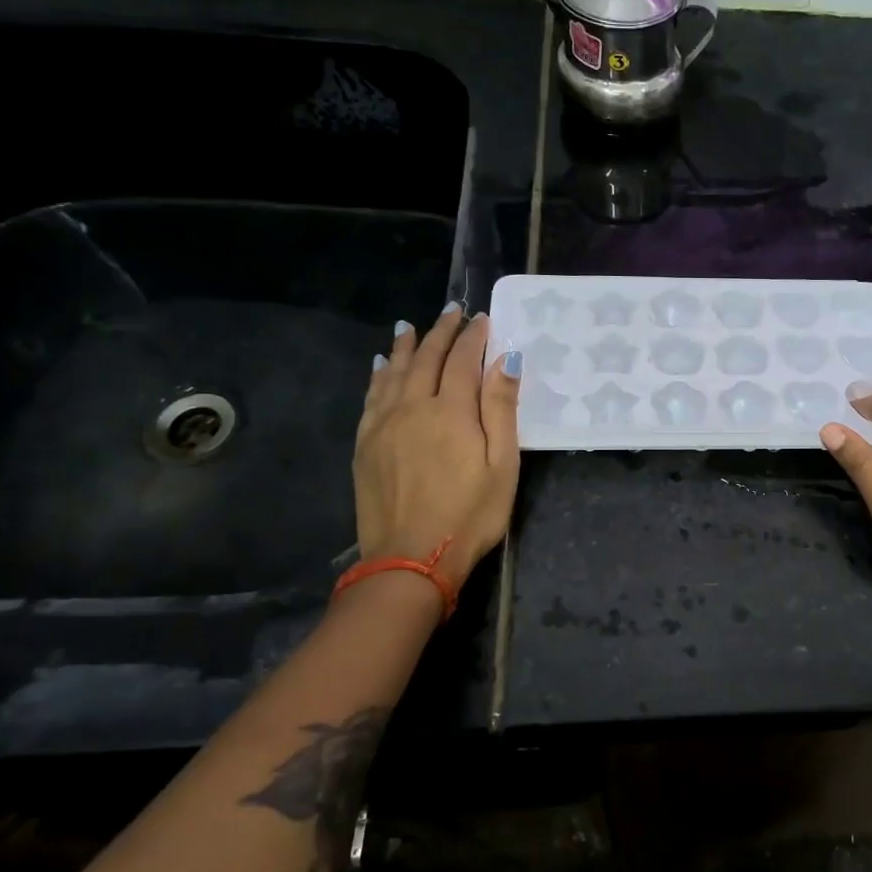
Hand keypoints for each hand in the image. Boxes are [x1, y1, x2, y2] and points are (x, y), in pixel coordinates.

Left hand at [353, 305, 521, 591]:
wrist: (409, 559)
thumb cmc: (470, 514)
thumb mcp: (502, 465)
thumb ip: (501, 409)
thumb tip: (506, 359)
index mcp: (451, 411)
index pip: (462, 360)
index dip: (473, 337)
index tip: (481, 319)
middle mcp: (412, 406)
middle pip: (426, 359)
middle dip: (441, 333)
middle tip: (452, 312)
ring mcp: (383, 424)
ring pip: (394, 372)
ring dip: (406, 346)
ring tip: (412, 327)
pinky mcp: (365, 443)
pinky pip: (372, 396)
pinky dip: (380, 374)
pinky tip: (383, 365)